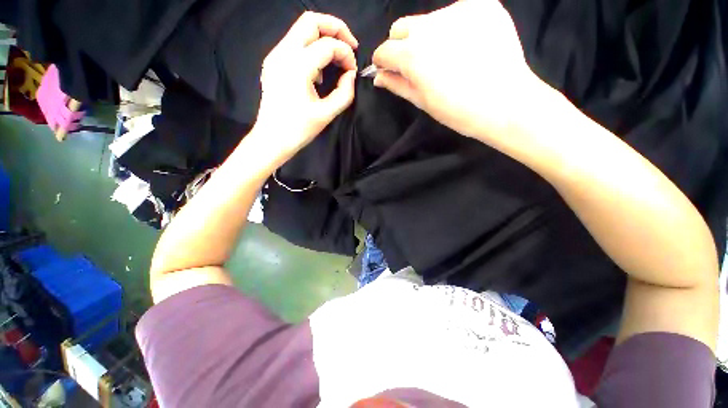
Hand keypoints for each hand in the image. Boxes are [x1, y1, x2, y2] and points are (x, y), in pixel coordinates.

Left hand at [253, 12, 358, 161]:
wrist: (272, 139)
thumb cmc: (299, 130)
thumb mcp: (327, 114)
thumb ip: (345, 92)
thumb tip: (350, 74)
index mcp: (297, 66)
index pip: (328, 45)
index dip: (346, 54)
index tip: (352, 71)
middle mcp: (283, 53)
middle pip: (311, 21)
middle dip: (336, 28)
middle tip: (350, 46)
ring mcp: (275, 56)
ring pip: (301, 28)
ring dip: (324, 37)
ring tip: (337, 59)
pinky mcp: (273, 62)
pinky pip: (295, 43)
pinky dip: (312, 48)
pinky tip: (319, 69)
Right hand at [372, 0, 541, 142]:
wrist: (505, 103)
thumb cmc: (458, 111)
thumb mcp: (422, 101)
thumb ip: (397, 84)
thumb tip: (377, 77)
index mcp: (412, 54)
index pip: (384, 50)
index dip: (383, 62)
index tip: (389, 70)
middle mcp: (429, 26)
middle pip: (401, 28)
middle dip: (401, 45)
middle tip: (418, 64)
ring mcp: (457, 11)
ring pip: (428, 20)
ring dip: (428, 36)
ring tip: (447, 57)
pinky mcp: (482, 5)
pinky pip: (456, 14)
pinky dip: (454, 29)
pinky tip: (466, 46)